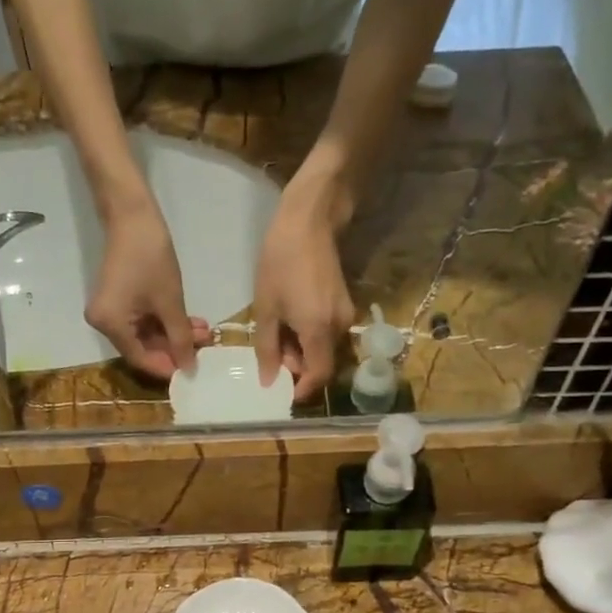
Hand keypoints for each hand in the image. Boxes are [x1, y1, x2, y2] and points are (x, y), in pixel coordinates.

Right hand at [85, 200, 209, 380]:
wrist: (133, 216)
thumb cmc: (151, 258)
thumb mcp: (170, 302)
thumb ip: (180, 338)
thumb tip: (189, 368)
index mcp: (110, 325)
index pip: (140, 359)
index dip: (167, 366)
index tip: (194, 369)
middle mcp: (103, 324)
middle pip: (142, 348)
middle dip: (174, 347)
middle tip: (204, 344)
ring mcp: (110, 312)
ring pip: (145, 334)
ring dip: (173, 333)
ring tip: (202, 330)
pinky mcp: (117, 300)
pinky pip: (141, 320)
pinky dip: (163, 321)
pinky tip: (188, 321)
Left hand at [254, 174, 355, 402]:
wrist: (309, 221)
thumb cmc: (281, 263)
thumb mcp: (266, 308)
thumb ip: (267, 349)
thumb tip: (269, 382)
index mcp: (319, 331)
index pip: (319, 376)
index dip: (302, 389)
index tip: (282, 391)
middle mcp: (340, 328)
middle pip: (322, 363)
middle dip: (298, 367)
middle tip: (271, 355)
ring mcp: (346, 314)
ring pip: (324, 348)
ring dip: (302, 351)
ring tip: (277, 333)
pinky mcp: (345, 303)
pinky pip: (328, 332)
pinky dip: (309, 336)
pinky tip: (290, 320)